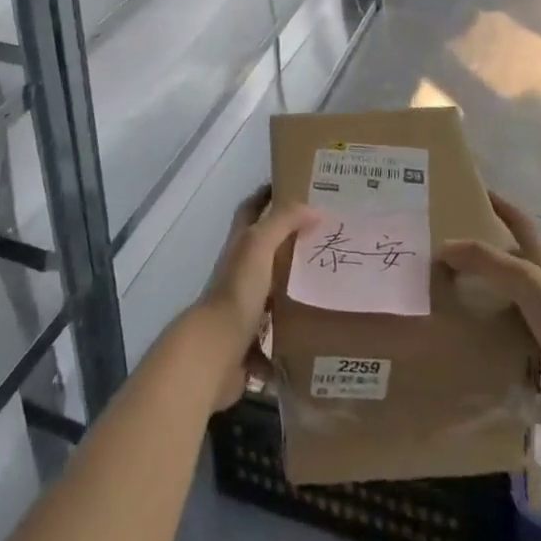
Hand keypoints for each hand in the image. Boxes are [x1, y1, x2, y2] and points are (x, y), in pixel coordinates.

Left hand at [185, 186, 317, 411]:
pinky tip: (312, 339)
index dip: (268, 195)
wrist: (215, 352)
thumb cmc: (237, 291)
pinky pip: (272, 341)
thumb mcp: (259, 245)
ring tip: (326, 289)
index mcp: (240, 245)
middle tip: (324, 239)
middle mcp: (238, 272)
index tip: (296, 187)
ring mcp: (241, 308)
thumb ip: (283, 221)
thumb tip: (314, 208)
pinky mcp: (248, 342)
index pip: (251, 208)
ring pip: (270, 294)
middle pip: (264, 251)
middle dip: (289, 244)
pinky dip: (288, 343)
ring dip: (291, 293)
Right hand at [438, 192, 540, 427]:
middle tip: (447, 257)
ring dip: (488, 307)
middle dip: (486, 259)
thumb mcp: (526, 280)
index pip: (520, 223)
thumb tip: (442, 247)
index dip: (500, 205)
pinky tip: (474, 356)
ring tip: (450, 306)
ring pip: (514, 309)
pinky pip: (519, 353)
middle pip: (514, 265)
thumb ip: (485, 261)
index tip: (476, 192)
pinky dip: (499, 351)